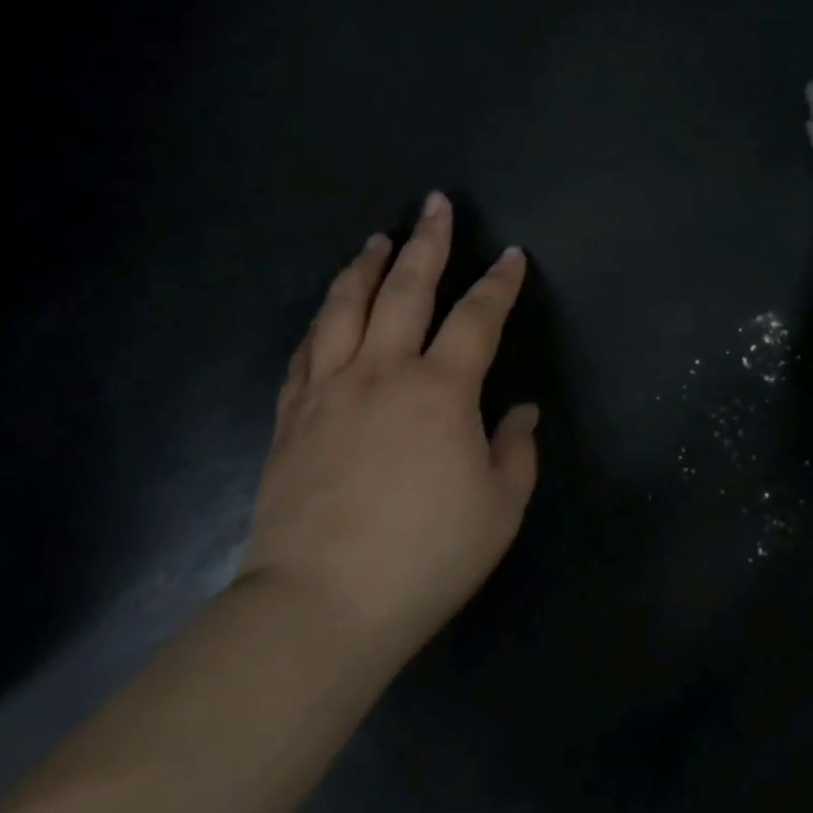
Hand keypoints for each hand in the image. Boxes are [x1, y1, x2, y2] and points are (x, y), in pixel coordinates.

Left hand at [241, 191, 538, 662]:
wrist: (319, 607)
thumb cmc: (425, 558)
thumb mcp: (499, 510)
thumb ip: (516, 451)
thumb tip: (521, 411)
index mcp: (441, 390)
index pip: (478, 317)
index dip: (499, 283)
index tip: (512, 256)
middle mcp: (383, 372)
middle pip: (405, 289)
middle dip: (427, 242)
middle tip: (435, 205)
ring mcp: (329, 390)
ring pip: (345, 308)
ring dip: (364, 266)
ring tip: (377, 239)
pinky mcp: (291, 416)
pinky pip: (306, 351)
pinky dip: (322, 320)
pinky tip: (328, 310)